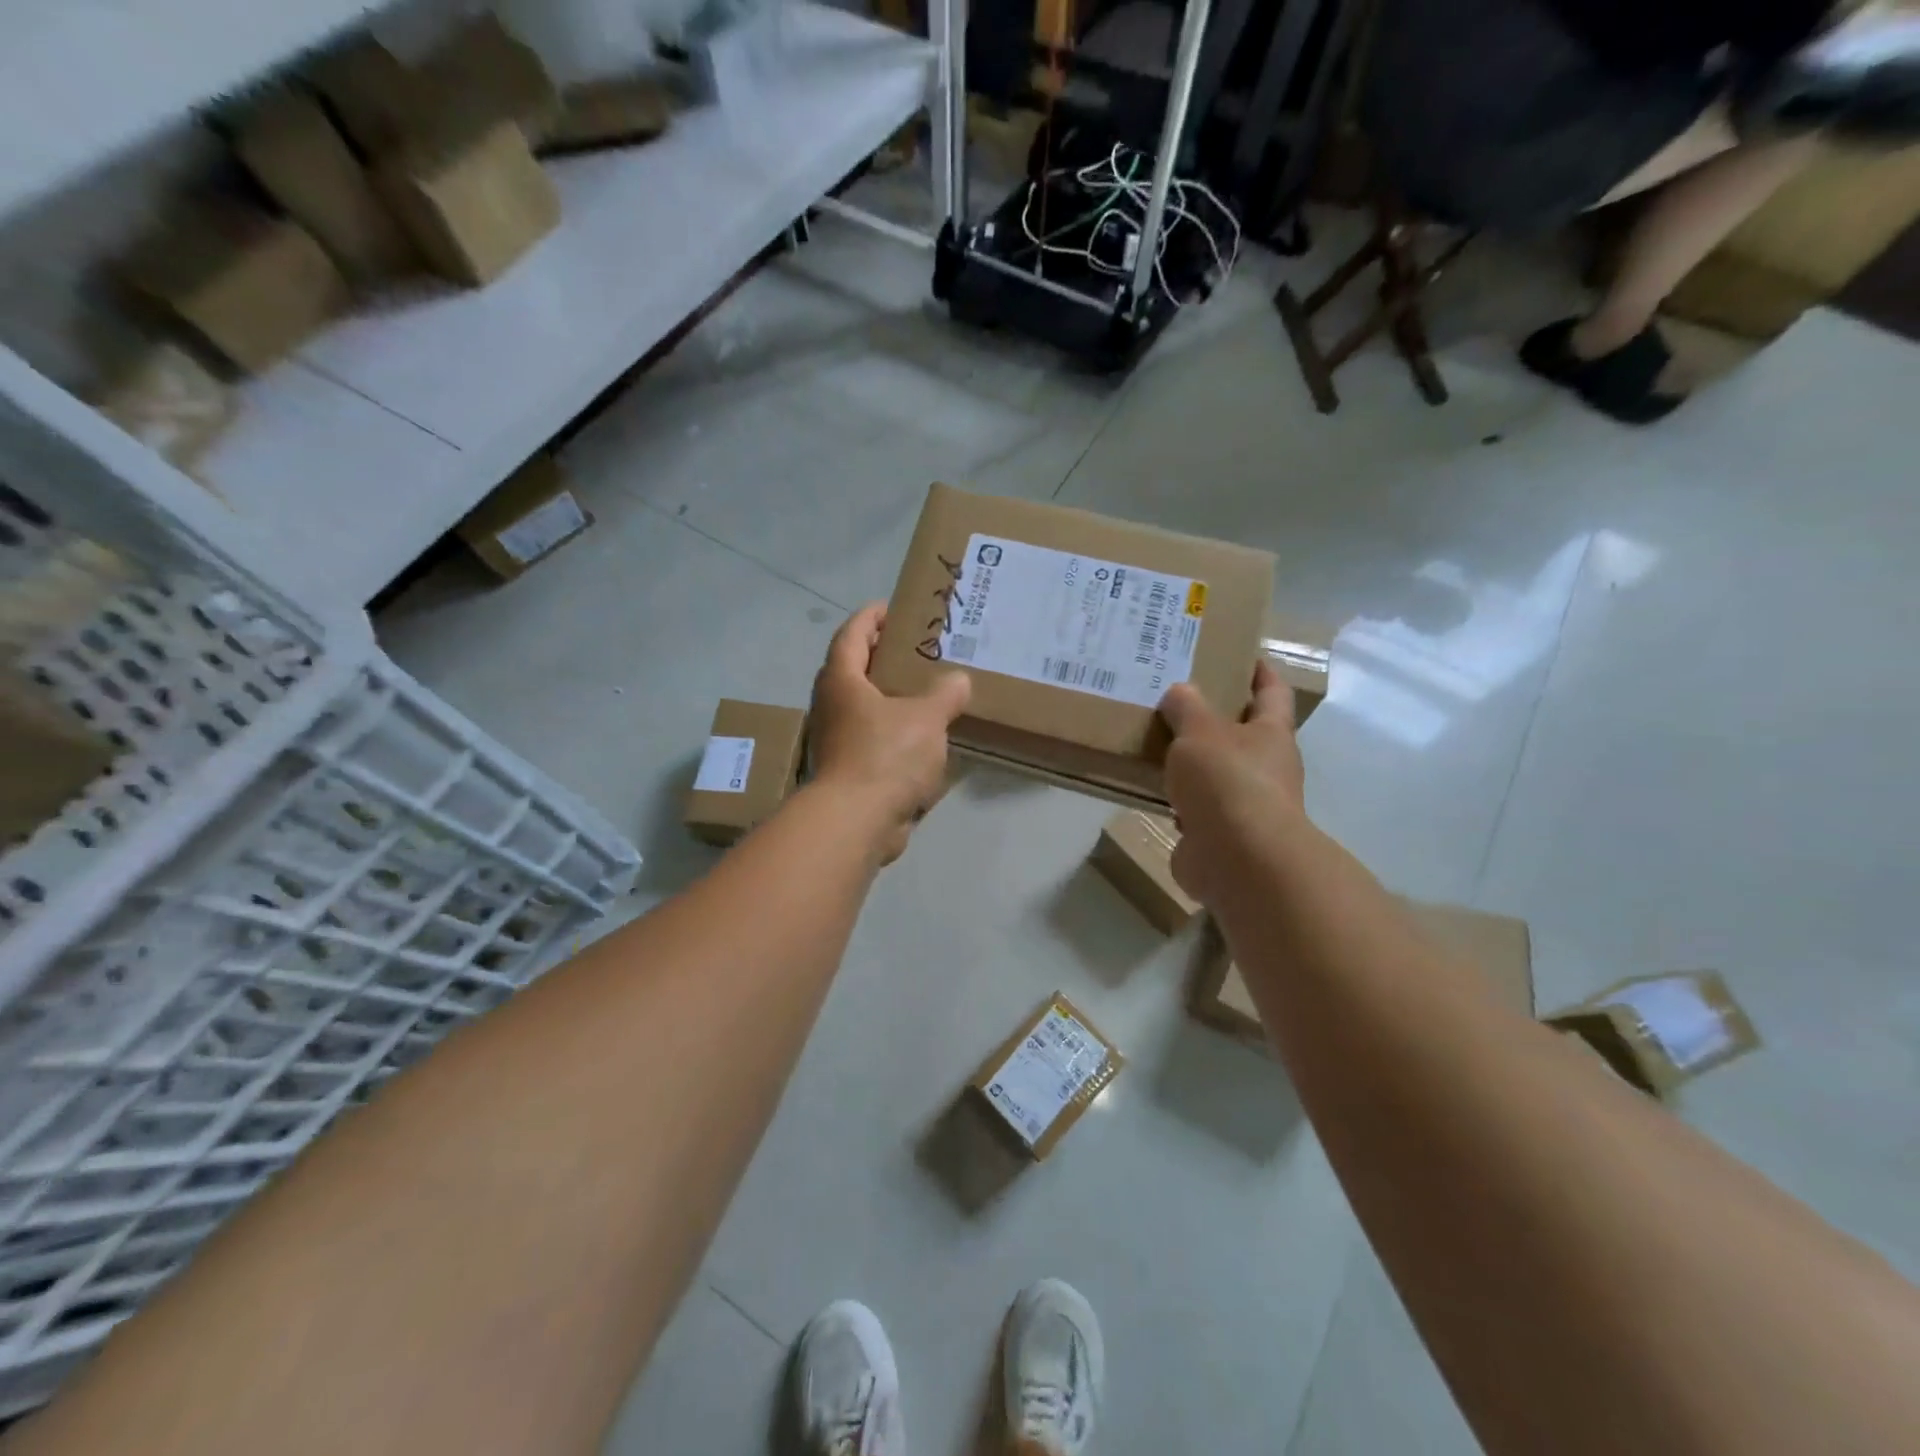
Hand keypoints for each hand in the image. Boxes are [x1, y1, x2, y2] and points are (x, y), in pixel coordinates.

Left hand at [809, 603, 970, 862]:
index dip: (871, 617)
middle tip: (917, 651)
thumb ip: (944, 694)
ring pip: (864, 708)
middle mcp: (832, 706)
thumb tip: (958, 681)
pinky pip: (873, 740)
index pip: (851, 634)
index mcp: (842, 681)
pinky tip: (923, 738)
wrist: (856, 822)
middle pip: (854, 670)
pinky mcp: (849, 771)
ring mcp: (837, 741)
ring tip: (926, 692)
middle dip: (882, 657)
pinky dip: (894, 732)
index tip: (893, 609)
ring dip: (890, 698)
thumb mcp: (926, 718)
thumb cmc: (886, 756)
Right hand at [1158, 662, 1305, 905]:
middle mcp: (1266, 768)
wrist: (1237, 858)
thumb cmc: (1227, 781)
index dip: (1260, 672)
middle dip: (1216, 718)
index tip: (1243, 655)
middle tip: (1177, 698)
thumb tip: (1180, 691)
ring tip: (1156, 742)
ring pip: (1217, 773)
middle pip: (1243, 734)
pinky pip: (1197, 809)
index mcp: (1271, 734)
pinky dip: (1179, 800)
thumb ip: (1187, 708)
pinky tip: (1152, 789)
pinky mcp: (1221, 836)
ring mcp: (1245, 805)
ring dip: (1194, 763)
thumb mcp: (1200, 731)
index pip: (1272, 692)